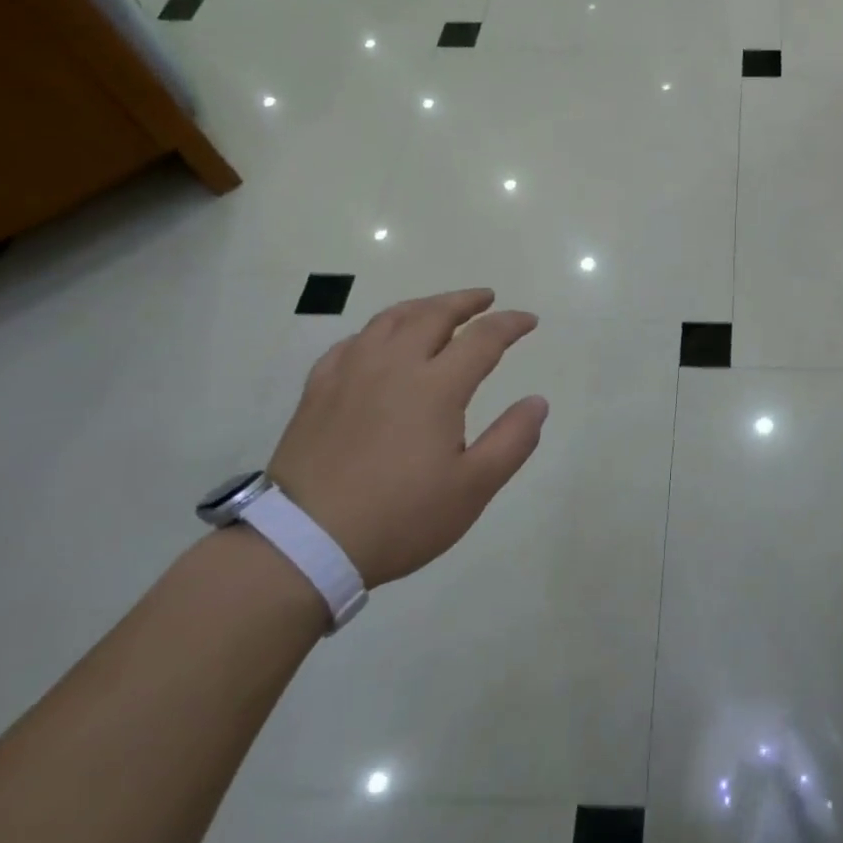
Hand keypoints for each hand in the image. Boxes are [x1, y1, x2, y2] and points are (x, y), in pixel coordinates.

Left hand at [268, 289, 547, 585]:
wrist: (304, 544)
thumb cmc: (400, 517)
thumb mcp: (473, 488)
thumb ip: (512, 440)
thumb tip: (537, 401)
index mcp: (435, 386)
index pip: (483, 338)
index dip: (510, 324)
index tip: (529, 320)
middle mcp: (393, 366)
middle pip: (433, 315)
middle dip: (465, 301)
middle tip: (486, 298)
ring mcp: (350, 375)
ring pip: (389, 321)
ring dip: (421, 306)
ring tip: (438, 308)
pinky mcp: (317, 391)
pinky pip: (350, 343)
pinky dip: (375, 332)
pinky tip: (378, 342)